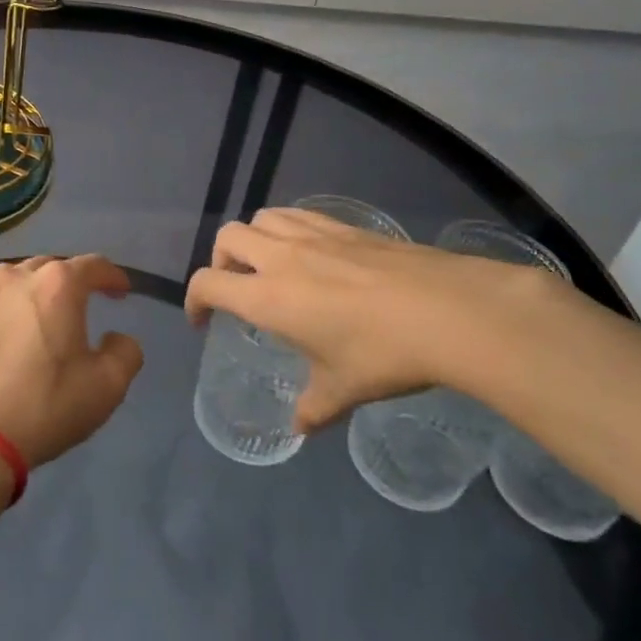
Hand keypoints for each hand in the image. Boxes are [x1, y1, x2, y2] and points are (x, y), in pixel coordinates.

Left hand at [0, 255, 145, 467]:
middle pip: (56, 267)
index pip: (94, 265)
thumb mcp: (107, 386)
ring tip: (52, 316)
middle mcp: (19, 276)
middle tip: (89, 305)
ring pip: (24, 279)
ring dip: (43, 291)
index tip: (122, 292)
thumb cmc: (43, 405)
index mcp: (57, 284)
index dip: (113, 276)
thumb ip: (125, 352)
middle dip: (76, 282)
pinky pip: (0, 299)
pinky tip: (20, 332)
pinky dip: (17, 307)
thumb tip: (115, 338)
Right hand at [184, 208, 567, 431]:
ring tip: (270, 266)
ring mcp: (314, 235)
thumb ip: (313, 408)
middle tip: (237, 289)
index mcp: (268, 297)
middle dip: (220, 261)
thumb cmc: (383, 354)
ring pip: (262, 218)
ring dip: (253, 239)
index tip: (203, 321)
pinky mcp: (345, 225)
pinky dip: (287, 228)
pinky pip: (298, 214)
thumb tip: (299, 427)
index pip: (208, 283)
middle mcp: (281, 258)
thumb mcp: (342, 390)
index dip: (194, 301)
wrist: (445, 311)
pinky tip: (310, 252)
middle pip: (228, 237)